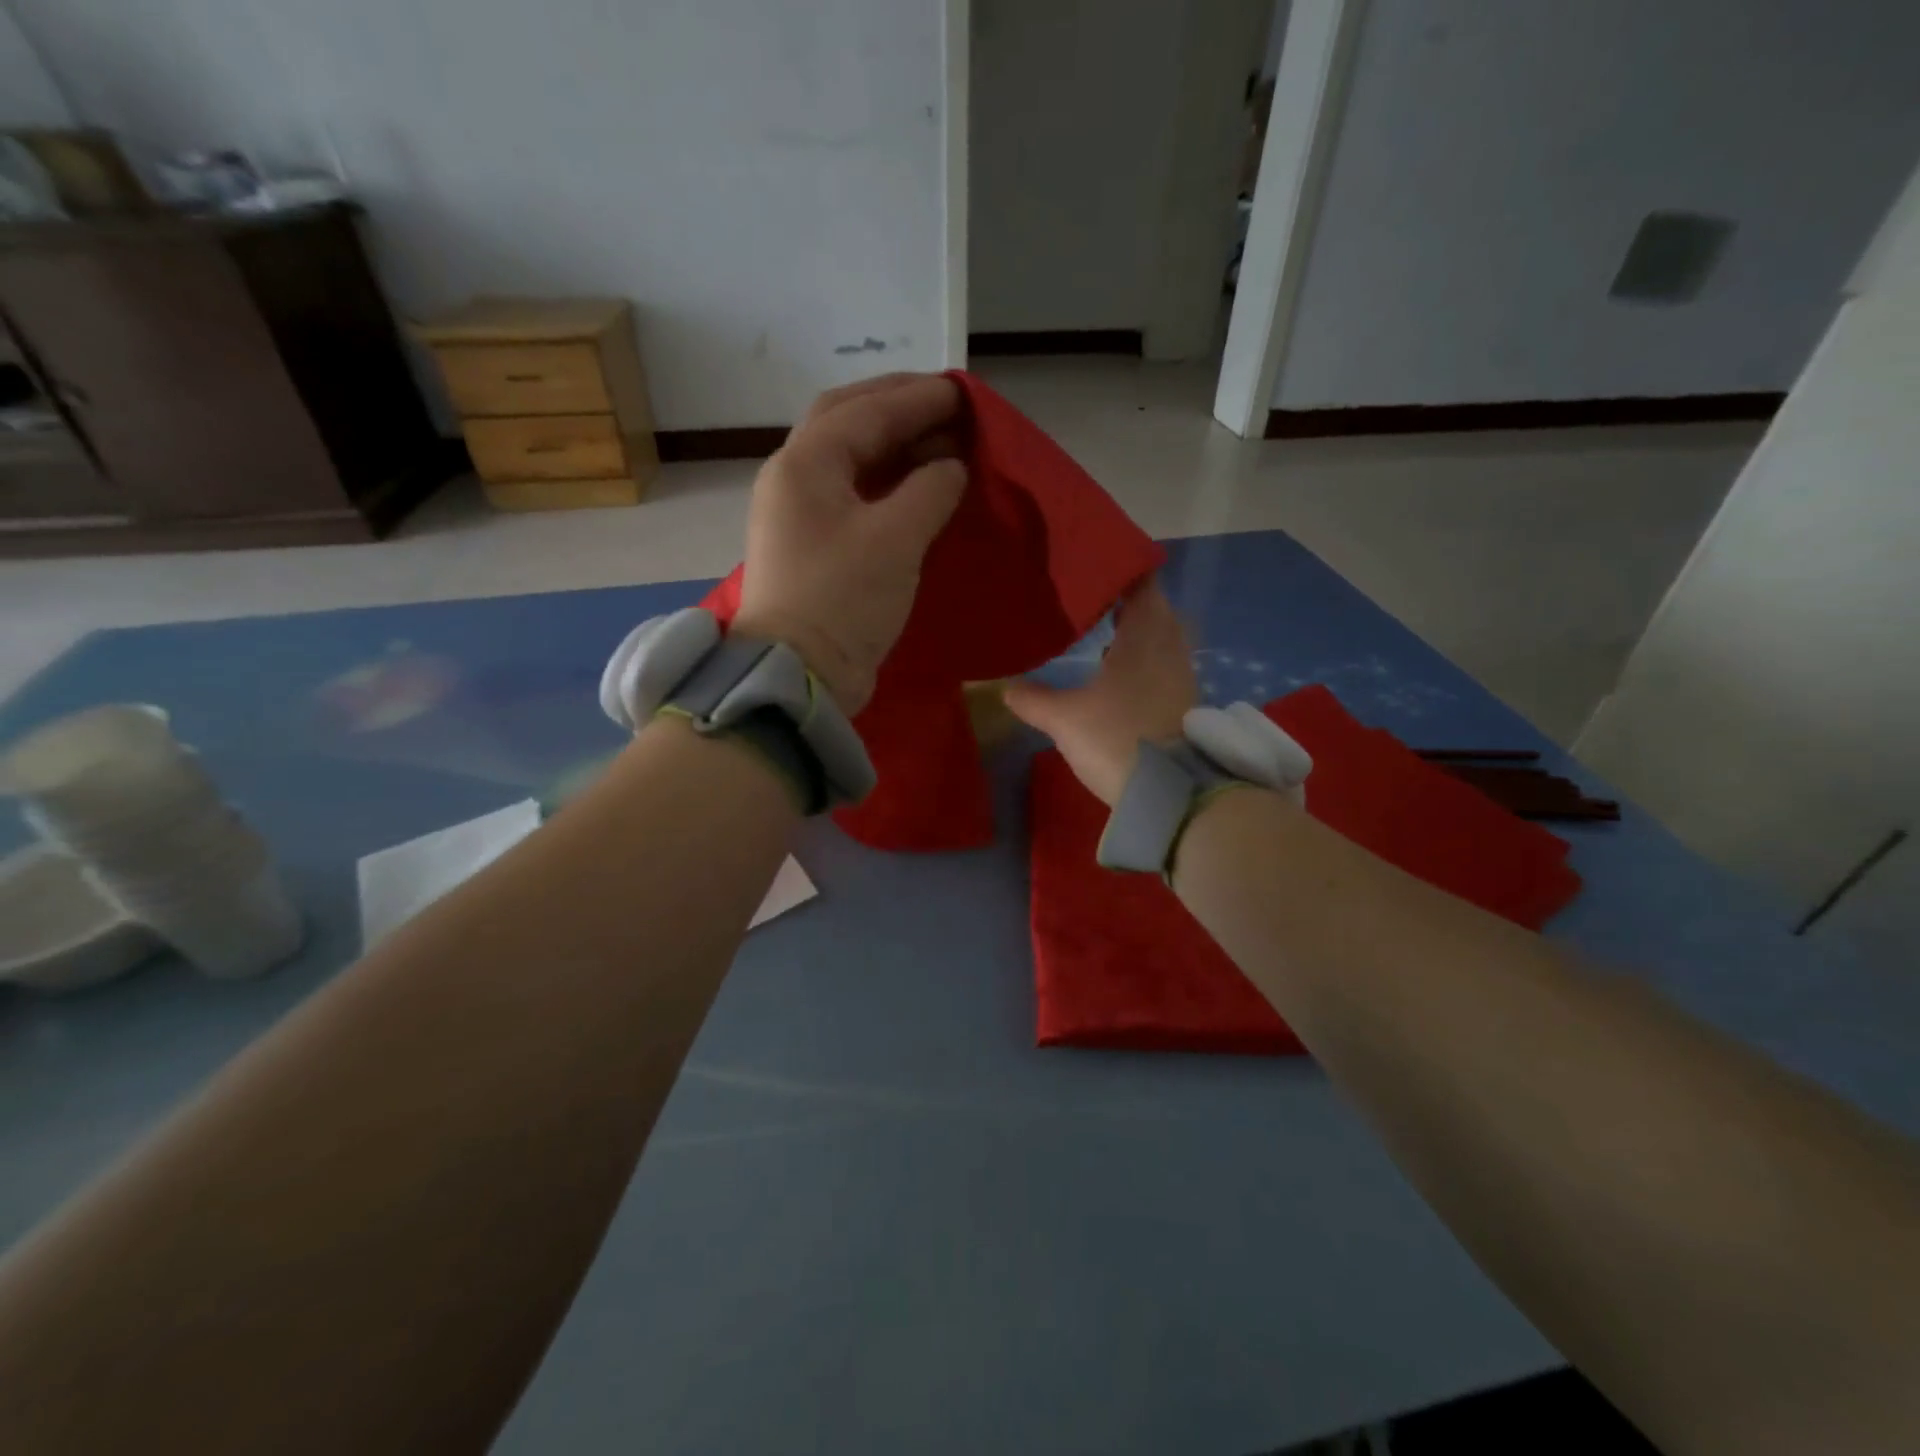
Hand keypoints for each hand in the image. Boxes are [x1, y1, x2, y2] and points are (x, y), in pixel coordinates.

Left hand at [733, 374, 967, 712]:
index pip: (866, 411)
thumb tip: (949, 467)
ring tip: (940, 441)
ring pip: (849, 458)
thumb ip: (930, 490)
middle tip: (947, 406)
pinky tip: (918, 485)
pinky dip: (886, 481)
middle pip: (847, 421)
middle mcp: (794, 478)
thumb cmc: (844, 600)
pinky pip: (852, 493)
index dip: (918, 398)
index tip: (964, 392)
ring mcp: (799, 513)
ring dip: (893, 444)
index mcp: (805, 464)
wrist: (801, 674)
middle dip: (898, 407)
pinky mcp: (812, 545)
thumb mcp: (896, 539)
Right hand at [1004, 581, 1196, 805]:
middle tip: (1097, 600)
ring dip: (1140, 632)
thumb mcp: (1064, 719)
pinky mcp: (1185, 704)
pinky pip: (1165, 665)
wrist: (1170, 793)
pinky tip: (1122, 674)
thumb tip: (1007, 687)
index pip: (1143, 586)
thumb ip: (1034, 700)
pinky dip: (1146, 660)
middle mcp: (1169, 649)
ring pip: (1163, 640)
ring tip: (1107, 634)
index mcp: (1143, 638)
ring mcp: (1182, 677)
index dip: (1125, 571)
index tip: (1100, 566)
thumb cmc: (1116, 739)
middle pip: (1157, 610)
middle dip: (1131, 601)